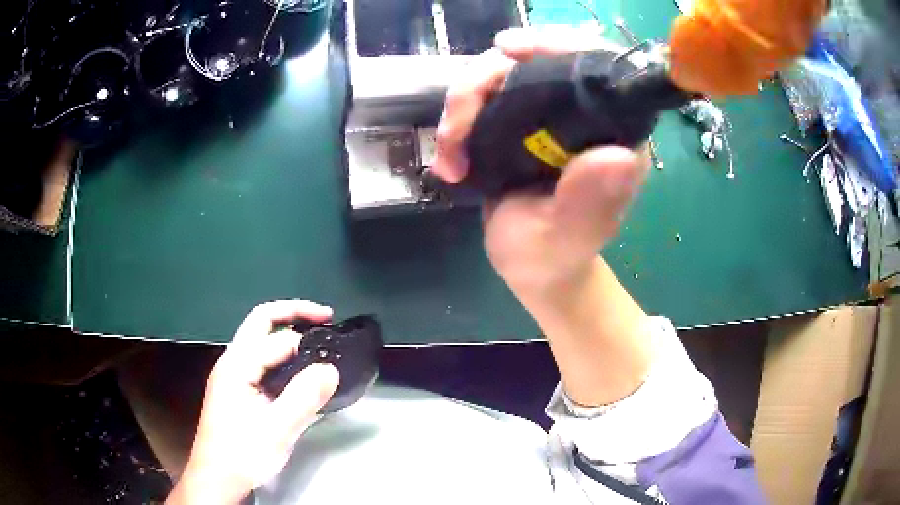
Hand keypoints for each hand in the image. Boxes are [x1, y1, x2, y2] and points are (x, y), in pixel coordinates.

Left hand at [168, 300, 339, 504]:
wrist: (216, 478)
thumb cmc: (242, 454)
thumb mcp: (277, 430)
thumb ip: (304, 398)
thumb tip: (330, 369)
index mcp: (237, 366)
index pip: (275, 338)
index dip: (305, 338)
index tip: (334, 344)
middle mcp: (231, 363)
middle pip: (260, 322)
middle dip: (292, 313)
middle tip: (325, 316)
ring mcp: (232, 376)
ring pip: (260, 342)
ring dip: (287, 334)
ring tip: (315, 342)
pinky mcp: (236, 390)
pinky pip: (260, 362)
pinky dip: (282, 356)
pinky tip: (297, 373)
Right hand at [433, 27, 650, 296]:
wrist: (532, 268)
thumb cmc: (555, 257)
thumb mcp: (570, 236)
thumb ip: (591, 201)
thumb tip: (621, 157)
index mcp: (615, 133)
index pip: (597, 65)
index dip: (558, 45)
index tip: (511, 50)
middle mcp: (584, 115)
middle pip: (537, 61)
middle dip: (488, 78)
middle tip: (458, 122)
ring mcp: (548, 116)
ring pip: (502, 75)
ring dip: (464, 104)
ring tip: (450, 154)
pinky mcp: (519, 124)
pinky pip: (484, 98)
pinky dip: (458, 119)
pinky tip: (449, 157)